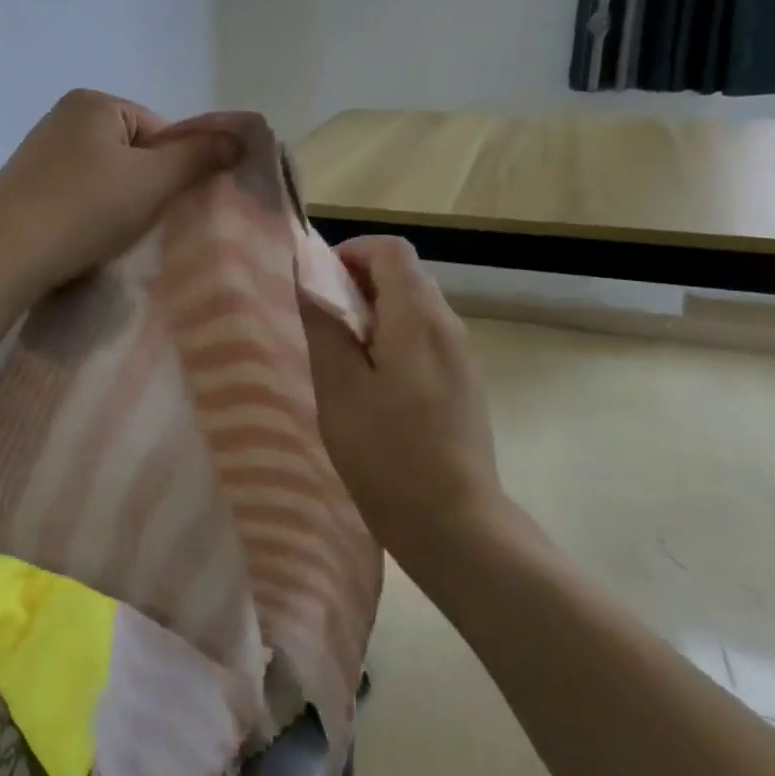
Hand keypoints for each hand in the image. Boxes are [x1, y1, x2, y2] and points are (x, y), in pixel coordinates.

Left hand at [0, 89, 239, 306]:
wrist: (2, 256)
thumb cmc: (84, 209)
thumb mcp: (151, 181)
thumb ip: (198, 157)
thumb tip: (240, 138)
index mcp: (93, 103)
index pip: (159, 131)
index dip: (172, 170)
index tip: (164, 205)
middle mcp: (63, 117)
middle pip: (132, 153)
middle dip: (143, 187)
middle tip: (140, 223)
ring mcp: (39, 152)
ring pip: (105, 177)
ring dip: (117, 204)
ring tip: (109, 235)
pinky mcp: (25, 186)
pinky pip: (76, 194)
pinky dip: (88, 214)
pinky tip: (83, 238)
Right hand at [302, 236, 510, 568]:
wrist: (455, 524)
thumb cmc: (387, 454)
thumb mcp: (339, 388)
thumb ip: (324, 327)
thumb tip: (309, 281)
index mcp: (418, 318)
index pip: (390, 251)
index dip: (351, 253)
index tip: (318, 283)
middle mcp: (449, 326)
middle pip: (405, 275)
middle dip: (358, 283)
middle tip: (321, 320)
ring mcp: (462, 356)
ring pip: (415, 308)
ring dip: (376, 313)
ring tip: (341, 354)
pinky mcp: (465, 383)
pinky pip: (426, 338)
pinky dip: (395, 338)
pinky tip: (373, 383)